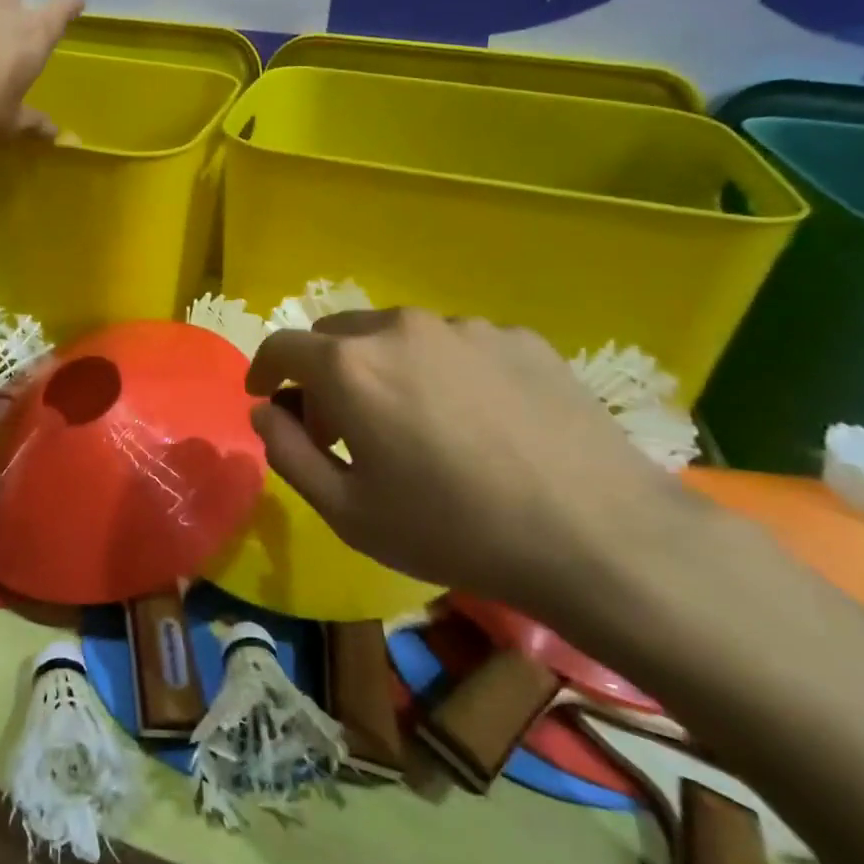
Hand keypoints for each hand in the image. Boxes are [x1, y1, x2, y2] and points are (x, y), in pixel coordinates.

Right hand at [245, 309, 691, 610]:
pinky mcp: (518, 337)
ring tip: (415, 425)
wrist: (599, 536)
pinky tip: (477, 421)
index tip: (266, 395)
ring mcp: (464, 326)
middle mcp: (400, 328)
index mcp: (350, 366)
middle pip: (337, 336)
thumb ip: (287, 453)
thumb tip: (264, 412)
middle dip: (324, 375)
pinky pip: (456, 345)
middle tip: (341, 427)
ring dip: (384, 370)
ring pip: (398, 337)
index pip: (282, 346)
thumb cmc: (453, 529)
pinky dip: (443, 372)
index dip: (264, 369)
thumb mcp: (347, 511)